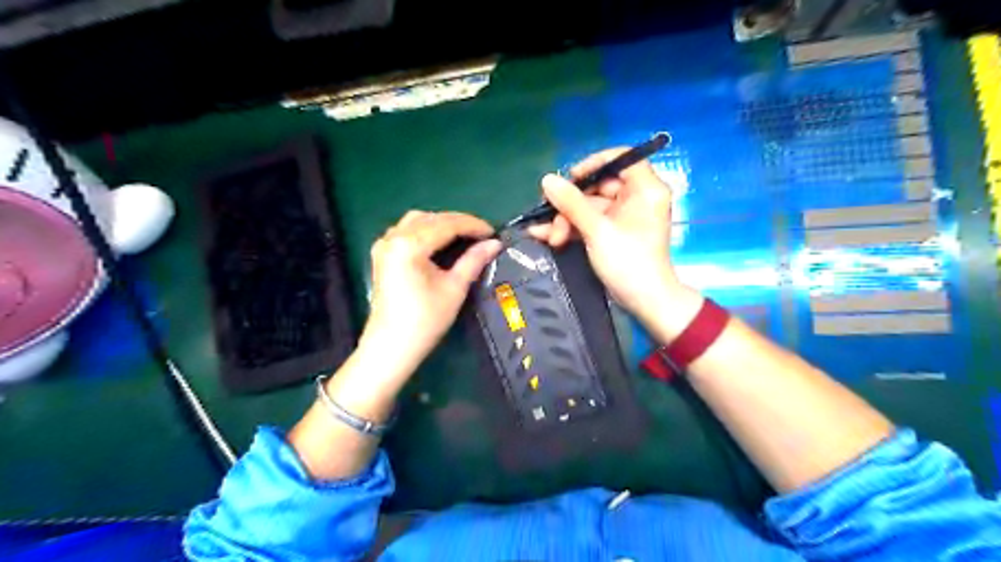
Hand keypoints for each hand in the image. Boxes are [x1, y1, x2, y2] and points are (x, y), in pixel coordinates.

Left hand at [361, 210, 501, 382]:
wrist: (391, 346)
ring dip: (441, 224)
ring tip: (463, 236)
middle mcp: (393, 238)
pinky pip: (406, 231)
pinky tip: (439, 241)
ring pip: (417, 221)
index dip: (472, 225)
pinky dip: (425, 230)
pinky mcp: (382, 254)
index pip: (446, 224)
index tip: (493, 231)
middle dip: (458, 222)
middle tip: (482, 234)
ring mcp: (384, 245)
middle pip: (431, 219)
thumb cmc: (425, 320)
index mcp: (409, 245)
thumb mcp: (454, 288)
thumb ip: (474, 260)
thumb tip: (495, 243)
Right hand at [532, 147, 689, 323]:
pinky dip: (570, 228)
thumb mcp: (597, 230)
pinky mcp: (612, 233)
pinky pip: (589, 222)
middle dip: (570, 204)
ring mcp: (623, 217)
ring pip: (589, 207)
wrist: (644, 301)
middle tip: (550, 215)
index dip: (594, 163)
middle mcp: (635, 198)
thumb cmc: (628, 261)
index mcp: (645, 189)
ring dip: (565, 220)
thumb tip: (547, 179)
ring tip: (548, 237)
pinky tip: (544, 236)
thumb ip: (571, 203)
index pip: (621, 159)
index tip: (571, 177)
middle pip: (598, 186)